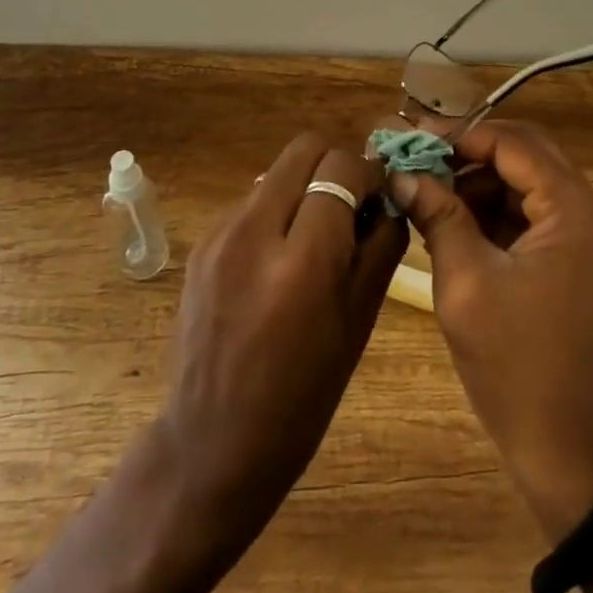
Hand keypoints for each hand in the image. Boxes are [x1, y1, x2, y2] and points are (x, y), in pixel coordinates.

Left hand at [160, 133, 406, 545]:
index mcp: (302, 262)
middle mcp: (254, 233)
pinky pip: (251, 202)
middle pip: (304, 148)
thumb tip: (391, 197)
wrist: (212, 444)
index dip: (368, 172)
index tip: (379, 195)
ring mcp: (220, 235)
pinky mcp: (201, 244)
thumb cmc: (302, 395)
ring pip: (277, 172)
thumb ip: (382, 246)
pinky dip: (277, 210)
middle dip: (336, 164)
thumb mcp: (360, 321)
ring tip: (317, 234)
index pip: (340, 167)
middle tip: (352, 203)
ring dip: (305, 187)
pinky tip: (281, 257)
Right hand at [388, 118, 592, 539]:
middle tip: (419, 160)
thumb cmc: (513, 364)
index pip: (515, 145)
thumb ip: (438, 215)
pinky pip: (534, 213)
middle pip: (526, 155)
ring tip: (428, 192)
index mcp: (576, 210)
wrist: (564, 448)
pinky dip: (495, 211)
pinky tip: (453, 219)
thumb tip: (401, 174)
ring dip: (480, 181)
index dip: (461, 136)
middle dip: (470, 155)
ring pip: (528, 182)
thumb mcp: (465, 282)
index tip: (413, 138)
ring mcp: (591, 235)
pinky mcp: (580, 257)